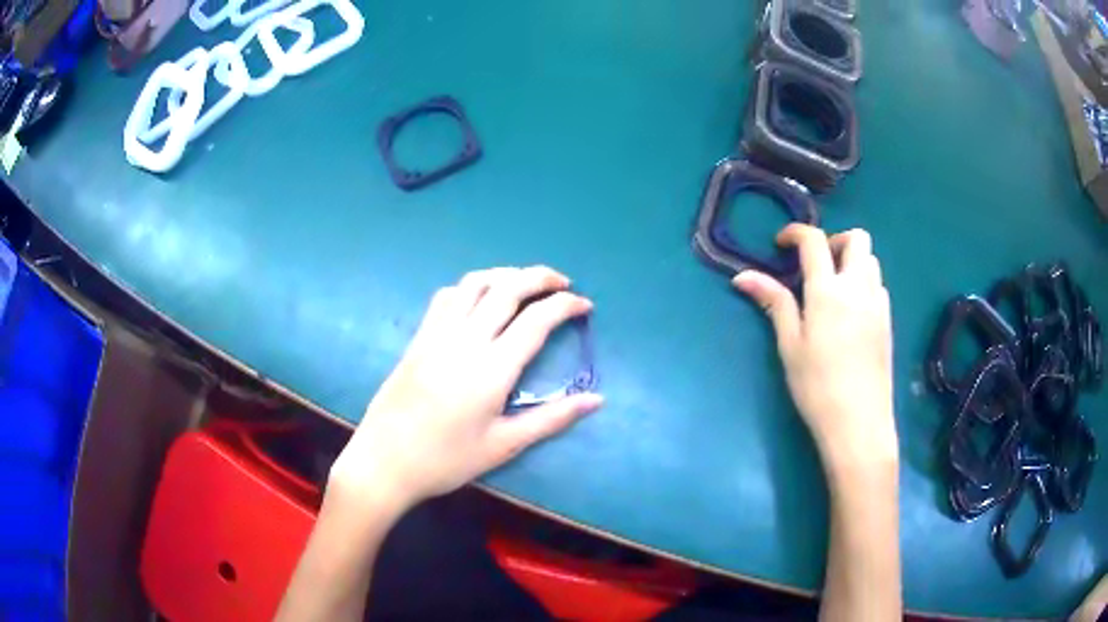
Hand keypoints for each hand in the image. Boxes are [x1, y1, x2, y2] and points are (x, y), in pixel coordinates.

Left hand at [329, 266, 602, 515]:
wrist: (385, 461)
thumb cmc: (446, 460)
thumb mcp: (504, 445)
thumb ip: (552, 418)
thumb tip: (596, 400)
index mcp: (492, 369)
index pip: (536, 319)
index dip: (566, 305)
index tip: (585, 305)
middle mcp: (466, 340)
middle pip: (507, 288)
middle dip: (540, 277)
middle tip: (563, 282)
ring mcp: (437, 334)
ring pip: (475, 284)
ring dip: (506, 274)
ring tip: (526, 282)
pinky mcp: (419, 338)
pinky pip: (447, 296)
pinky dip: (471, 286)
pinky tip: (481, 298)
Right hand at [732, 225, 895, 475]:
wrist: (859, 422)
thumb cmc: (817, 386)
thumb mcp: (790, 345)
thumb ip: (773, 303)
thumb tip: (742, 276)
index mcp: (828, 290)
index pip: (814, 240)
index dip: (796, 232)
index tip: (781, 244)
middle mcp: (858, 287)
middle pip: (857, 238)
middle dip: (834, 240)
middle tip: (817, 265)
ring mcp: (878, 303)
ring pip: (871, 259)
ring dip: (852, 261)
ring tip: (833, 288)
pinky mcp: (888, 321)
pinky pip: (878, 285)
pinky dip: (864, 283)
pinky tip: (851, 312)